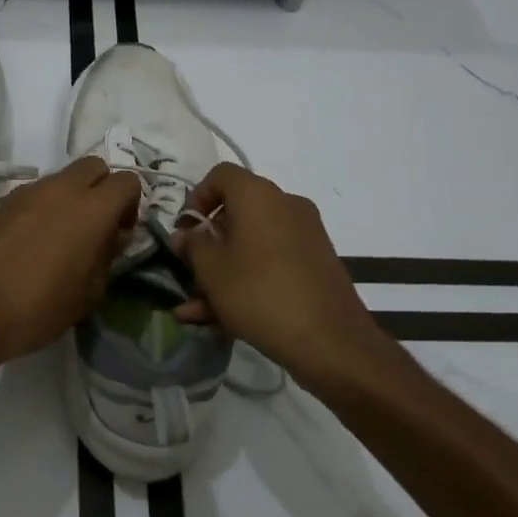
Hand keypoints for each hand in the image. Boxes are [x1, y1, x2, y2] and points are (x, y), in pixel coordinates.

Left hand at [0, 156, 140, 376]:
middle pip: (94, 166)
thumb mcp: (88, 293)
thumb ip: (107, 256)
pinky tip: (36, 239)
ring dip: (72, 196)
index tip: (120, 233)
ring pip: (64, 177)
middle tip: (97, 225)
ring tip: (64, 235)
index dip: (130, 204)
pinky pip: (38, 191)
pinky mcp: (5, 200)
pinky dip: (46, 205)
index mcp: (92, 209)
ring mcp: (30, 190)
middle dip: (102, 188)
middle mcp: (63, 188)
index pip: (127, 181)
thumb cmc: (39, 308)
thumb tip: (112, 236)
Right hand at [170, 164, 385, 386]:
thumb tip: (185, 235)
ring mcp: (305, 234)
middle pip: (237, 212)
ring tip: (197, 307)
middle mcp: (285, 204)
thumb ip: (192, 246)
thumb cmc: (260, 293)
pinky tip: (222, 318)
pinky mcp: (316, 263)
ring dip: (224, 269)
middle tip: (190, 271)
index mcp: (258, 195)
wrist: (332, 341)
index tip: (185, 231)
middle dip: (209, 243)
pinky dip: (249, 279)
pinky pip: (272, 261)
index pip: (221, 175)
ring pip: (252, 243)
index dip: (196, 199)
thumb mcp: (211, 270)